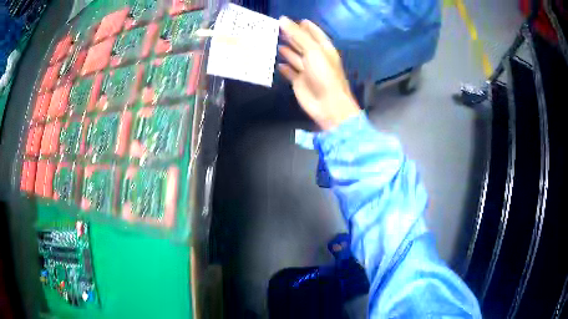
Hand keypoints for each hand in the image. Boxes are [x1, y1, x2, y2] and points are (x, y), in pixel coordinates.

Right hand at [278, 17, 360, 130]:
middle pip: (303, 44)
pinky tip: (277, 62)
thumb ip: (298, 35)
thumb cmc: (324, 75)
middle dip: (292, 36)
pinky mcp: (299, 82)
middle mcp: (316, 58)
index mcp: (324, 49)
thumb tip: (283, 19)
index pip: (314, 33)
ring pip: (295, 57)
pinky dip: (284, 67)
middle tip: (278, 28)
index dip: (305, 26)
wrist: (327, 104)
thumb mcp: (312, 51)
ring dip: (287, 50)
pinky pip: (290, 72)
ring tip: (274, 41)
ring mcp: (307, 70)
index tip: (294, 19)